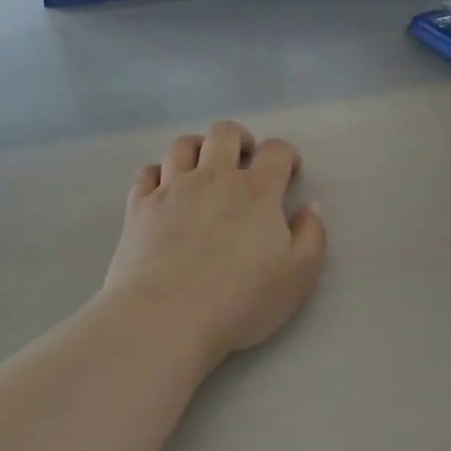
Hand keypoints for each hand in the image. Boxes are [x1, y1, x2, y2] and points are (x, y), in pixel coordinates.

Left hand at [103, 121, 327, 362]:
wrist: (166, 316)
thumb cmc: (240, 301)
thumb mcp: (298, 277)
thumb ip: (311, 236)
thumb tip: (309, 207)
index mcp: (256, 191)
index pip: (275, 151)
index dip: (285, 154)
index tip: (289, 170)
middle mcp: (213, 178)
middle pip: (224, 133)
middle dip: (240, 138)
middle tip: (245, 160)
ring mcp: (171, 188)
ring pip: (182, 146)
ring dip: (198, 148)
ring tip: (203, 167)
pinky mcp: (139, 206)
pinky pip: (147, 172)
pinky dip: (158, 172)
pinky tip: (164, 188)